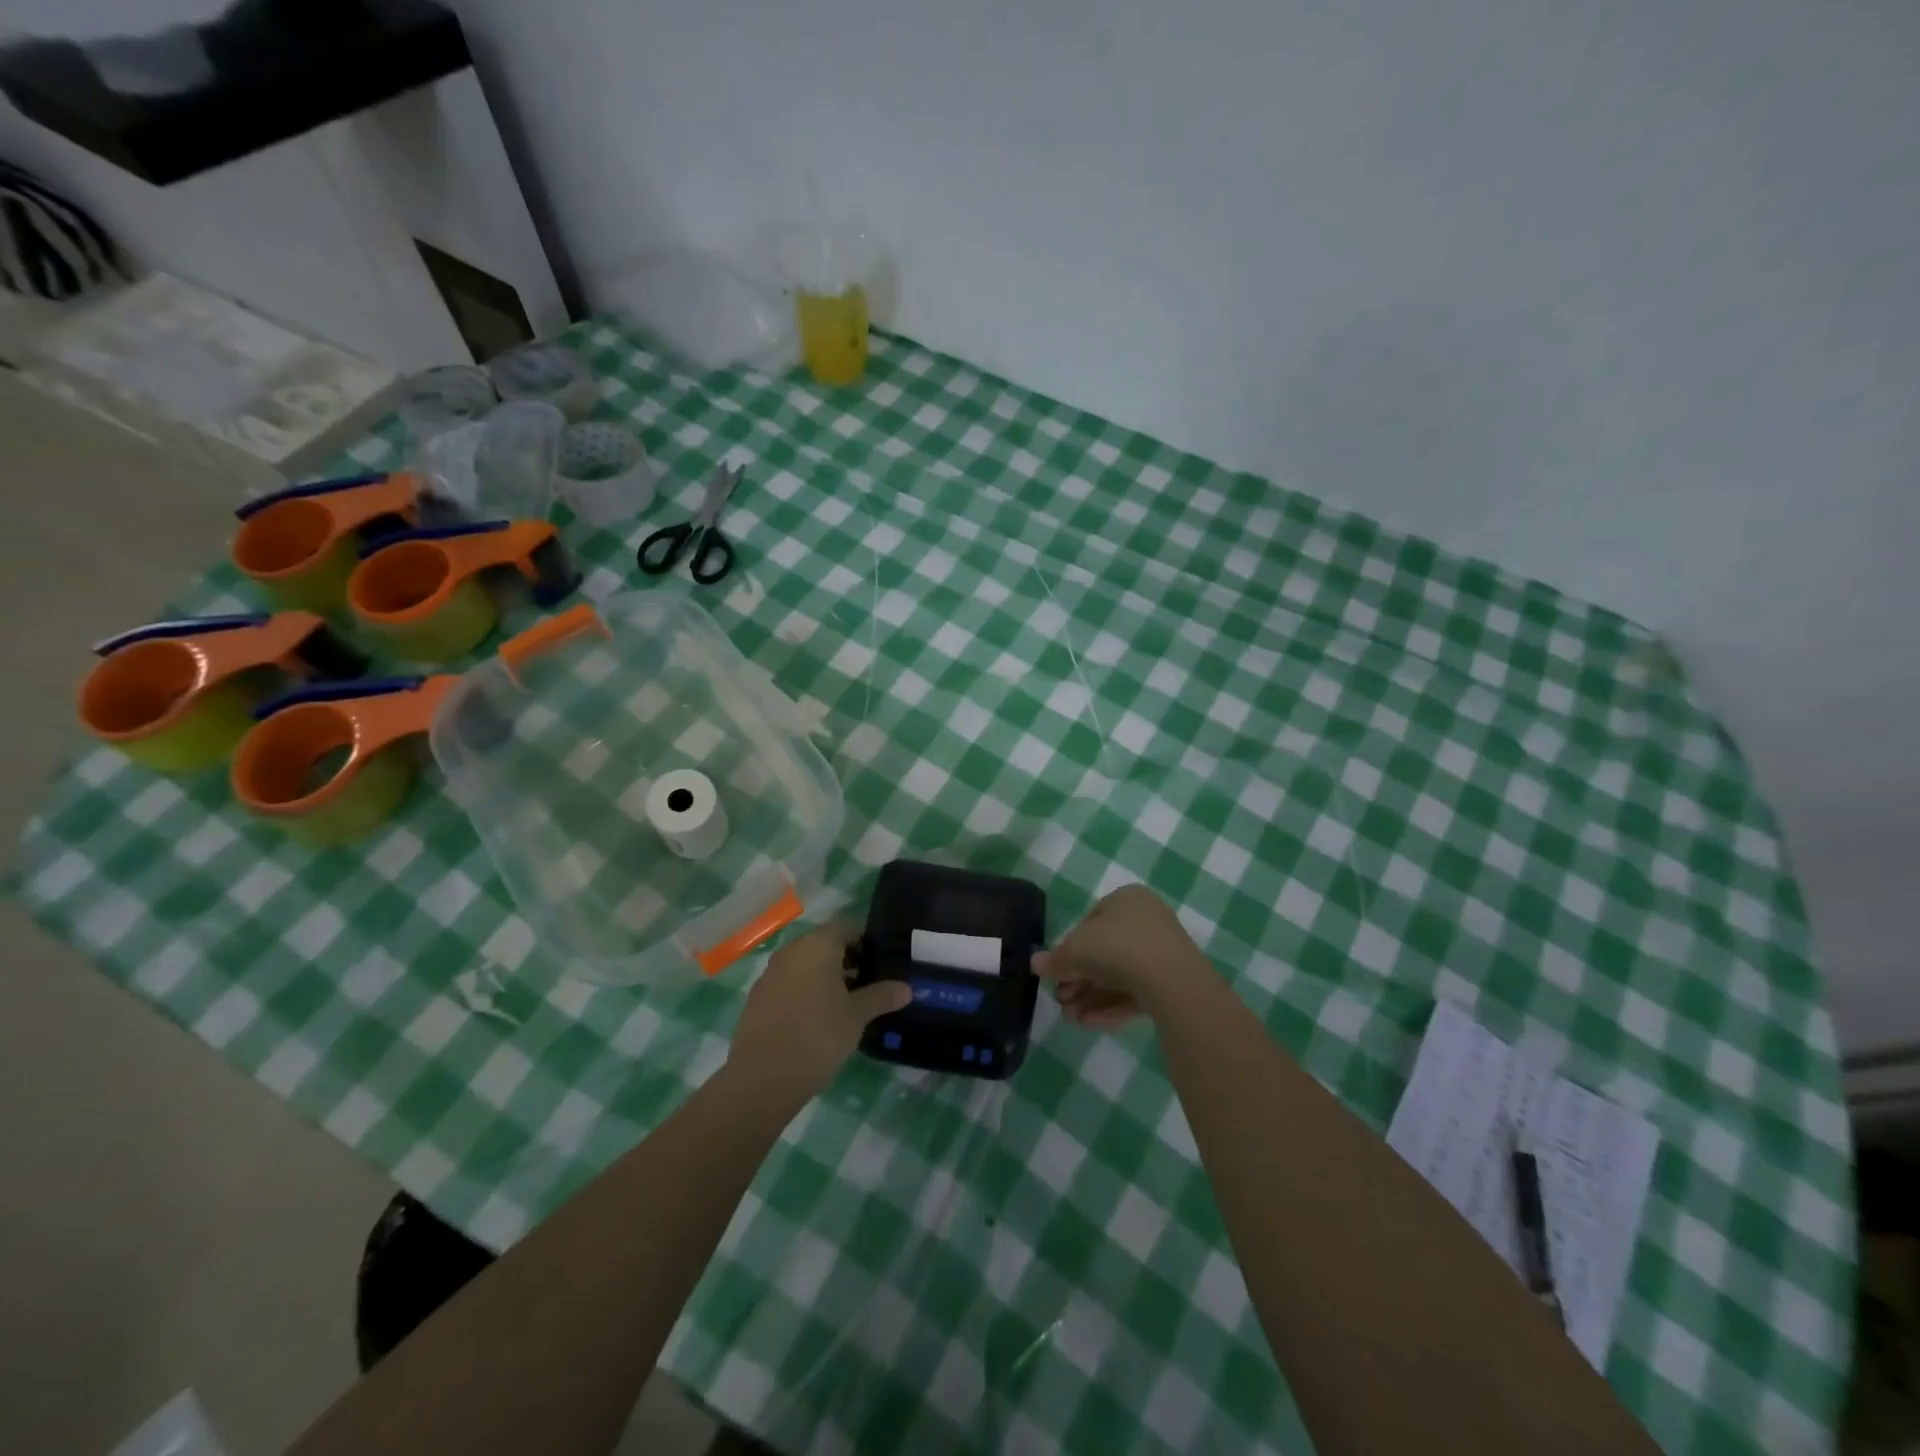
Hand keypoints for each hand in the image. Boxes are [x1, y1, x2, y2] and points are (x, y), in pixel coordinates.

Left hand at [727, 923, 910, 1102]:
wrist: (761, 1079)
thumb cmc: (817, 1036)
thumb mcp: (857, 1016)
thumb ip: (882, 996)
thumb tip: (907, 988)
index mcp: (817, 945)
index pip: (848, 927)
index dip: (868, 941)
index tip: (885, 961)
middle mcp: (791, 951)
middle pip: (826, 944)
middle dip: (849, 959)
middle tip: (872, 983)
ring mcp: (771, 974)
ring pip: (807, 964)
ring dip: (827, 976)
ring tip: (850, 1003)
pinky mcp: (758, 998)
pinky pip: (790, 983)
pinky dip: (807, 991)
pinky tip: (820, 1018)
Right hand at [1034, 884, 1214, 1028]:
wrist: (1171, 979)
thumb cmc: (1117, 947)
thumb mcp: (1075, 950)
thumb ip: (1055, 959)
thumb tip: (1035, 963)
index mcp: (1126, 899)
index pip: (1090, 921)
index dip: (1069, 948)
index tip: (1057, 972)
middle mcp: (1146, 920)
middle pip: (1104, 951)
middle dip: (1079, 979)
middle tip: (1061, 999)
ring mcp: (1162, 953)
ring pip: (1119, 975)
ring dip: (1090, 997)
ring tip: (1070, 1019)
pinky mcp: (1172, 983)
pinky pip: (1135, 992)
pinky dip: (1111, 1006)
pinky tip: (1089, 1024)